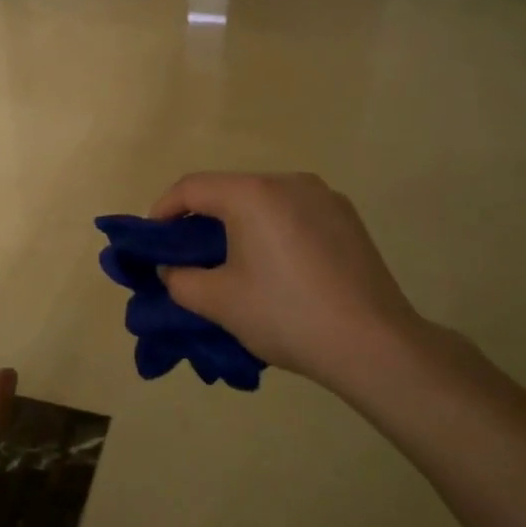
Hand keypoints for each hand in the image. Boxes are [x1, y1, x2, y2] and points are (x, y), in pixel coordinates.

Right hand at [149, 172, 427, 390]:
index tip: (151, 240)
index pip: (192, 187)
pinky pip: (294, 214)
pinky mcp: (347, 219)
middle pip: (229, 191)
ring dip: (238, 225)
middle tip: (187, 256)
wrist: (374, 345)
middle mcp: (289, 182)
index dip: (162, 210)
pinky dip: (272, 230)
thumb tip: (172, 269)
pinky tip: (276, 268)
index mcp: (253, 194)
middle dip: (201, 219)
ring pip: (264, 202)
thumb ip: (180, 279)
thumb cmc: (286, 315)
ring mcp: (324, 197)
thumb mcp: (218, 302)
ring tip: (231, 264)